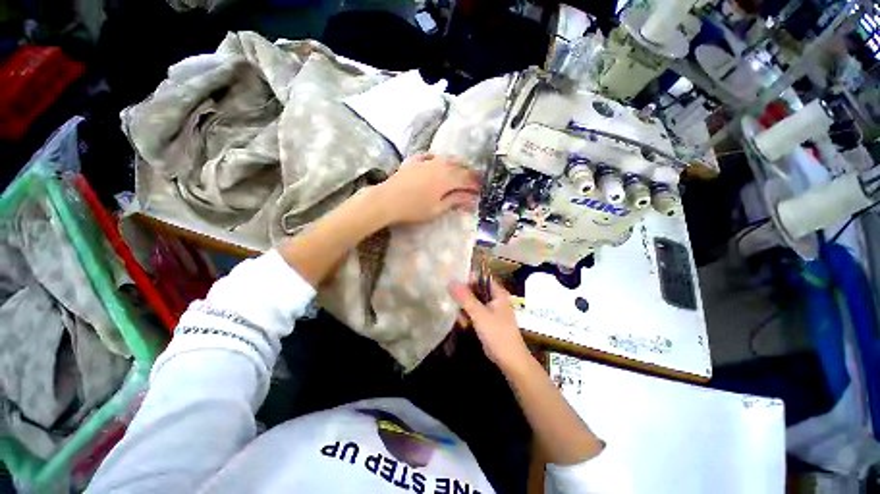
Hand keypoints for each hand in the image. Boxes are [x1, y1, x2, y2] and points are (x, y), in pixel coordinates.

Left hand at [374, 153, 480, 224]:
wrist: (387, 200)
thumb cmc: (414, 208)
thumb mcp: (437, 209)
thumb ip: (455, 201)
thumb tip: (472, 200)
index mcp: (447, 178)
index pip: (467, 180)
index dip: (475, 185)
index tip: (481, 190)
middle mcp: (440, 165)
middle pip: (459, 167)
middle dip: (469, 173)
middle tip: (475, 180)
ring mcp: (426, 161)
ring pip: (446, 159)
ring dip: (456, 164)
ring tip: (461, 169)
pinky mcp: (414, 161)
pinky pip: (429, 156)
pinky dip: (437, 159)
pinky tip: (437, 160)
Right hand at [449, 277, 531, 372]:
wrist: (510, 360)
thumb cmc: (497, 333)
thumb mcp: (479, 313)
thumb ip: (465, 297)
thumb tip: (450, 281)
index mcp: (498, 293)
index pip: (481, 278)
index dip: (468, 277)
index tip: (452, 279)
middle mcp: (495, 299)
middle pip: (476, 290)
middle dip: (463, 294)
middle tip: (450, 297)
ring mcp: (492, 310)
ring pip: (474, 302)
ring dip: (464, 307)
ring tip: (456, 313)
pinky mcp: (487, 321)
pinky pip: (475, 313)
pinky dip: (468, 316)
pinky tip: (462, 323)